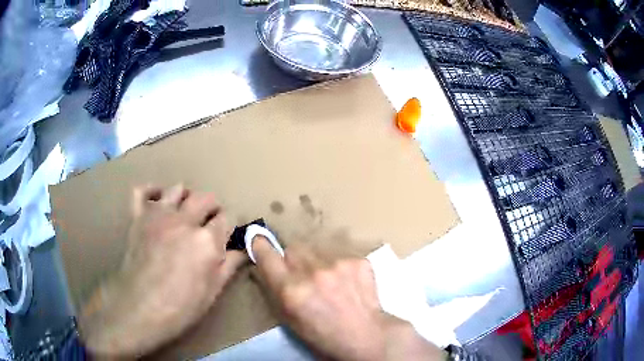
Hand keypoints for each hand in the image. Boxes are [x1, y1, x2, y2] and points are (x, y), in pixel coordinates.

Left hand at [80, 184, 245, 356]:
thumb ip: (229, 265)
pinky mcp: (138, 217)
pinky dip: (151, 191)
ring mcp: (158, 215)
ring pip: (177, 190)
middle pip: (205, 198)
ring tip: (186, 212)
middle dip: (213, 207)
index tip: (228, 234)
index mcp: (206, 240)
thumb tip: (244, 251)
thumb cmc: (182, 306)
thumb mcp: (213, 291)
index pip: (227, 218)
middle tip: (211, 222)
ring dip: (187, 197)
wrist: (141, 308)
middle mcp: (184, 221)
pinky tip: (158, 199)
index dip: (230, 225)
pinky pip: (142, 192)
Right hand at [252, 237, 445, 360]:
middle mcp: (313, 272)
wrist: (366, 336)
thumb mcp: (289, 319)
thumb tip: (264, 266)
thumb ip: (275, 290)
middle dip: (294, 259)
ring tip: (328, 280)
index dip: (261, 246)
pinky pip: (339, 254)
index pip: (267, 255)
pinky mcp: (358, 260)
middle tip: (303, 275)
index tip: (259, 240)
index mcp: (291, 290)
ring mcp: (338, 264)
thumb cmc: (322, 335)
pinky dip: (338, 264)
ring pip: (317, 249)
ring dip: (317, 260)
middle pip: (294, 248)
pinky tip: (347, 281)